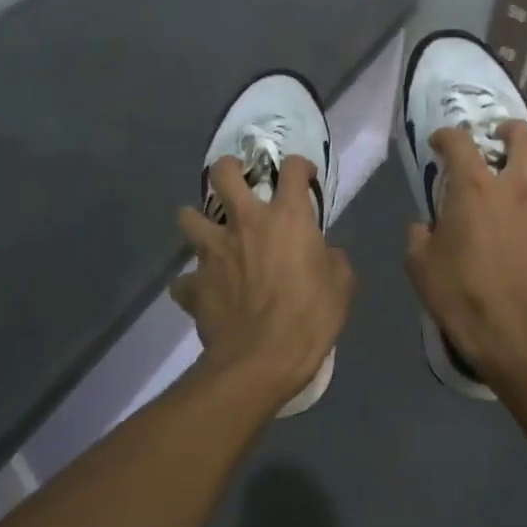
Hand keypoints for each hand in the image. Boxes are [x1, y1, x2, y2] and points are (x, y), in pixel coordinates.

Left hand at [172, 155, 352, 406]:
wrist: (262, 360)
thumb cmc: (310, 317)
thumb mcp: (342, 284)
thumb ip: (332, 259)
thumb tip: (324, 253)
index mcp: (287, 217)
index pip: (292, 169)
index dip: (299, 166)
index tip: (303, 176)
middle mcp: (246, 222)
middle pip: (223, 173)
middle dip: (229, 169)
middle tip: (238, 181)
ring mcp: (213, 251)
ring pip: (188, 217)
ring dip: (197, 221)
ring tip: (209, 233)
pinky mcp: (194, 284)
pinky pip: (184, 281)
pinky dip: (191, 283)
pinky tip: (202, 291)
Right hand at [404, 121, 526, 385]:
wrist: (515, 333)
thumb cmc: (460, 292)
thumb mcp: (419, 266)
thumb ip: (419, 237)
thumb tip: (423, 228)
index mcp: (475, 188)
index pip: (459, 141)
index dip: (447, 136)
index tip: (439, 143)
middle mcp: (517, 191)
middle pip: (526, 140)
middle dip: (514, 132)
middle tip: (503, 138)